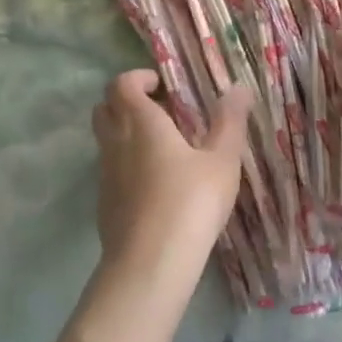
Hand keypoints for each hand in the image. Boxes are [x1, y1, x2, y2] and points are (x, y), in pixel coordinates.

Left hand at [57, 70, 253, 341]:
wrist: (150, 264)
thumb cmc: (191, 202)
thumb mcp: (222, 160)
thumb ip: (230, 122)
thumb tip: (237, 87)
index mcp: (141, 123)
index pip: (121, 84)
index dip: (137, 78)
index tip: (162, 85)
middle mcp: (115, 142)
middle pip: (104, 108)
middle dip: (126, 102)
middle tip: (159, 111)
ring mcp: (105, 174)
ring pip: (105, 140)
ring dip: (124, 134)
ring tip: (161, 149)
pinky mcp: (104, 203)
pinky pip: (109, 170)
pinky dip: (124, 164)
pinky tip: (153, 185)